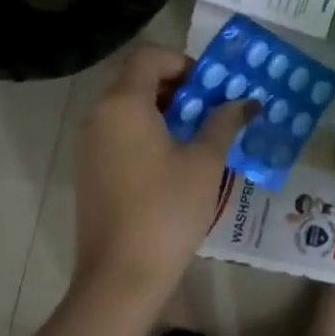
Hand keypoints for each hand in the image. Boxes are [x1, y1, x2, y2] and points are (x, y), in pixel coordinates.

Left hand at [70, 44, 252, 306]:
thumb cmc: (167, 210)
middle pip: (137, 79)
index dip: (184, 62)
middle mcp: (99, 116)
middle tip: (210, 109)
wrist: (119, 278)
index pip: (150, 56)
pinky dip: (146, 132)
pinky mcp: (89, 171)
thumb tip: (245, 102)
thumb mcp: (205, 161)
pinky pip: (118, 133)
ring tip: (198, 135)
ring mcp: (89, 145)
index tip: (211, 87)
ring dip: (163, 110)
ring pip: (127, 107)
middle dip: (177, 86)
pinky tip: (173, 162)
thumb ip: (224, 122)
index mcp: (123, 103)